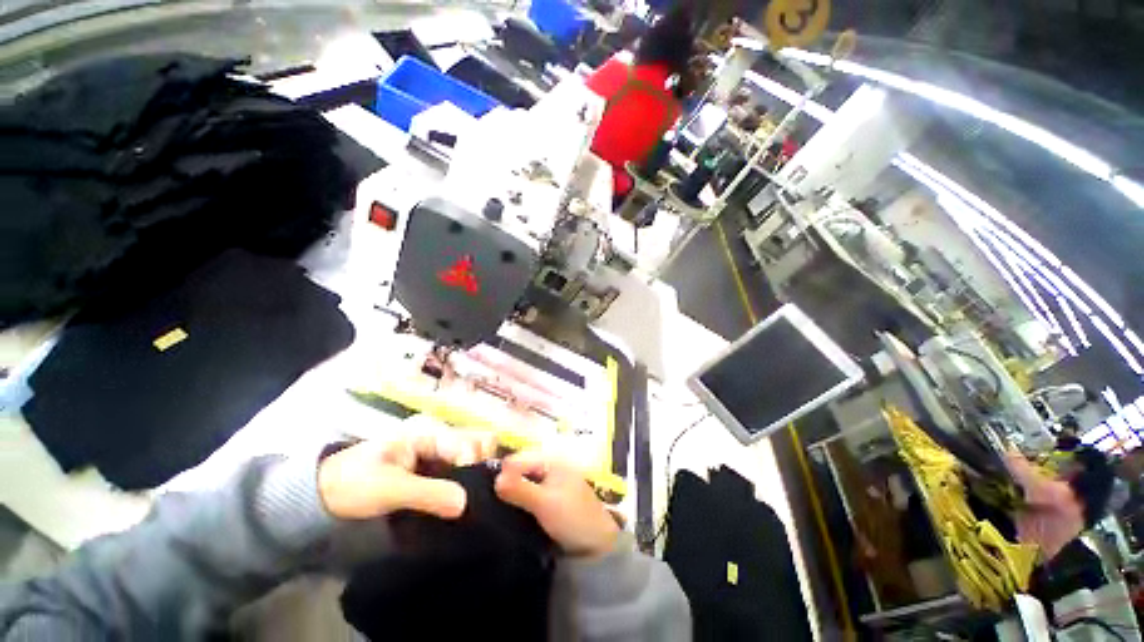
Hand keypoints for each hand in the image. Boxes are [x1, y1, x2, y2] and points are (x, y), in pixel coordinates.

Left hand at [317, 429, 495, 520]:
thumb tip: (466, 503)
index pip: (469, 441)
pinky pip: (460, 468)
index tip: (468, 492)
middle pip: (477, 441)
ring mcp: (437, 450)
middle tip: (473, 493)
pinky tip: (462, 499)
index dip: (472, 464)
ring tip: (470, 499)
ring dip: (475, 475)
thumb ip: (427, 493)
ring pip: (472, 454)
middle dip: (481, 464)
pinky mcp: (433, 466)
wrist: (322, 495)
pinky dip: (465, 482)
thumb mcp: (389, 489)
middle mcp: (439, 435)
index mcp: (429, 431)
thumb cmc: (353, 484)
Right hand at [494, 451, 618, 557]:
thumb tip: (494, 479)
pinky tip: (503, 516)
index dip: (500, 473)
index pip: (516, 460)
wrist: (597, 545)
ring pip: (519, 484)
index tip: (481, 492)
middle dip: (502, 484)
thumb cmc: (573, 518)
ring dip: (507, 495)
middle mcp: (547, 467)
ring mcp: (547, 484)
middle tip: (482, 504)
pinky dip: (516, 503)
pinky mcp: (545, 500)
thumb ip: (520, 489)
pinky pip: (525, 496)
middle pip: (517, 470)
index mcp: (550, 460)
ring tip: (489, 511)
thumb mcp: (545, 502)